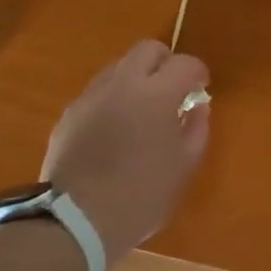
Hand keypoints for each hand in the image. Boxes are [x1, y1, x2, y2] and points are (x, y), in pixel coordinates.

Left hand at [39, 40, 211, 263]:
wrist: (76, 220)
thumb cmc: (141, 196)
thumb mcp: (184, 167)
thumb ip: (196, 129)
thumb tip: (197, 106)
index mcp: (156, 95)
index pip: (184, 64)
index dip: (198, 72)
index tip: (201, 88)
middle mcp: (122, 84)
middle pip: (147, 50)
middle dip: (166, 62)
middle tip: (173, 90)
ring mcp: (91, 96)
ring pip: (119, 66)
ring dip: (137, 78)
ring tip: (142, 109)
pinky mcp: (70, 113)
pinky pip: (98, 92)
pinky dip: (113, 98)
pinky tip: (116, 128)